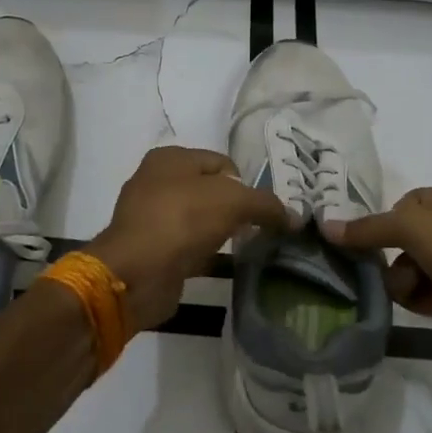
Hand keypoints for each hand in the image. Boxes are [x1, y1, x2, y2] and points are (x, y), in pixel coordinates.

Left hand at [89, 146, 289, 332]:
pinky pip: (188, 245)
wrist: (137, 273)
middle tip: (254, 230)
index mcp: (170, 158)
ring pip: (199, 219)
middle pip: (210, 191)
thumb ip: (266, 205)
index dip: (245, 185)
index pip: (222, 163)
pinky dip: (206, 253)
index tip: (260, 211)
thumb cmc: (183, 220)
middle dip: (234, 209)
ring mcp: (151, 217)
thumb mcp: (233, 202)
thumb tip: (294, 217)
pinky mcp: (152, 249)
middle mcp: (156, 181)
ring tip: (242, 248)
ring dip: (220, 232)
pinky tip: (223, 265)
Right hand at [321, 188, 431, 359]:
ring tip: (408, 286)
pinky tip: (414, 301)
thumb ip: (369, 227)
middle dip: (392, 247)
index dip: (394, 214)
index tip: (378, 229)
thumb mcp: (414, 226)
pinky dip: (409, 294)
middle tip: (375, 256)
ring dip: (400, 275)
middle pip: (408, 233)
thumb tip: (327, 228)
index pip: (416, 199)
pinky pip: (415, 289)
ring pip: (408, 263)